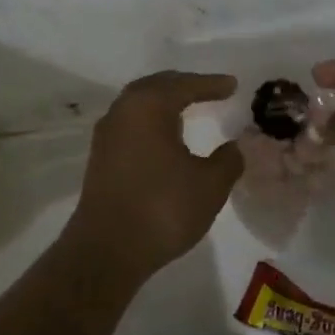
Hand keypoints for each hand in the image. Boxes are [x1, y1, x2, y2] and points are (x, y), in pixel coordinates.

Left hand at [67, 71, 244, 286]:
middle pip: (158, 86)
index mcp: (150, 105)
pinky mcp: (100, 155)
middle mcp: (124, 109)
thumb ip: (228, 160)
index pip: (185, 85)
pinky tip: (164, 136)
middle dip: (184, 85)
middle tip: (209, 89)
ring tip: (188, 108)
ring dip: (164, 102)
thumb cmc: (162, 209)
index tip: (233, 85)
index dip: (212, 84)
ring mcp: (108, 132)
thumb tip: (234, 146)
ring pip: (140, 103)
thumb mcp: (209, 185)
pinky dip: (151, 120)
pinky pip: (131, 122)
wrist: (106, 250)